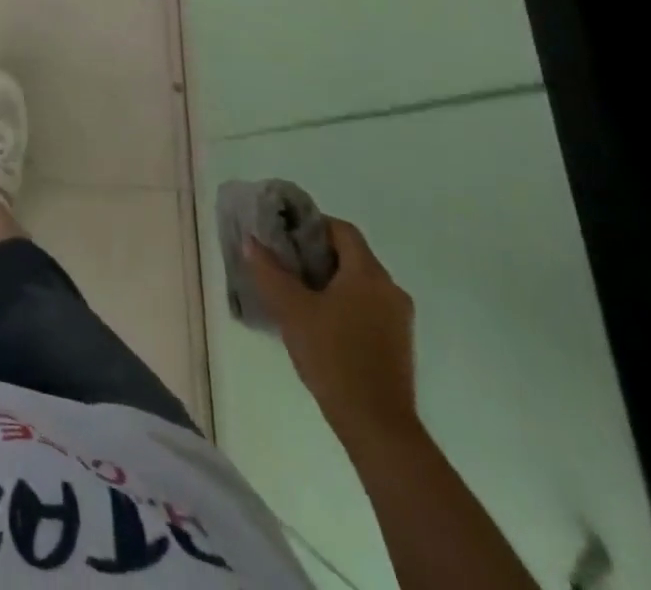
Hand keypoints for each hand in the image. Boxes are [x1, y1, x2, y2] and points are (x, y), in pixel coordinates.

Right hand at [246, 217, 417, 448]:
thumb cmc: (333, 356)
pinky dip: (343, 302)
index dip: (311, 225)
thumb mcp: (291, 309)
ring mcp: (398, 319)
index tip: (284, 234)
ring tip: (296, 292)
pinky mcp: (398, 344)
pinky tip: (319, 321)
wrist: (377, 425)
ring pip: (359, 282)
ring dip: (329, 280)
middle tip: (284, 261)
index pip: (341, 230)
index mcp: (369, 274)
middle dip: (316, 254)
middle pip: (351, 255)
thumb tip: (252, 241)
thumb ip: (269, 271)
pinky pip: (368, 306)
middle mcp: (390, 289)